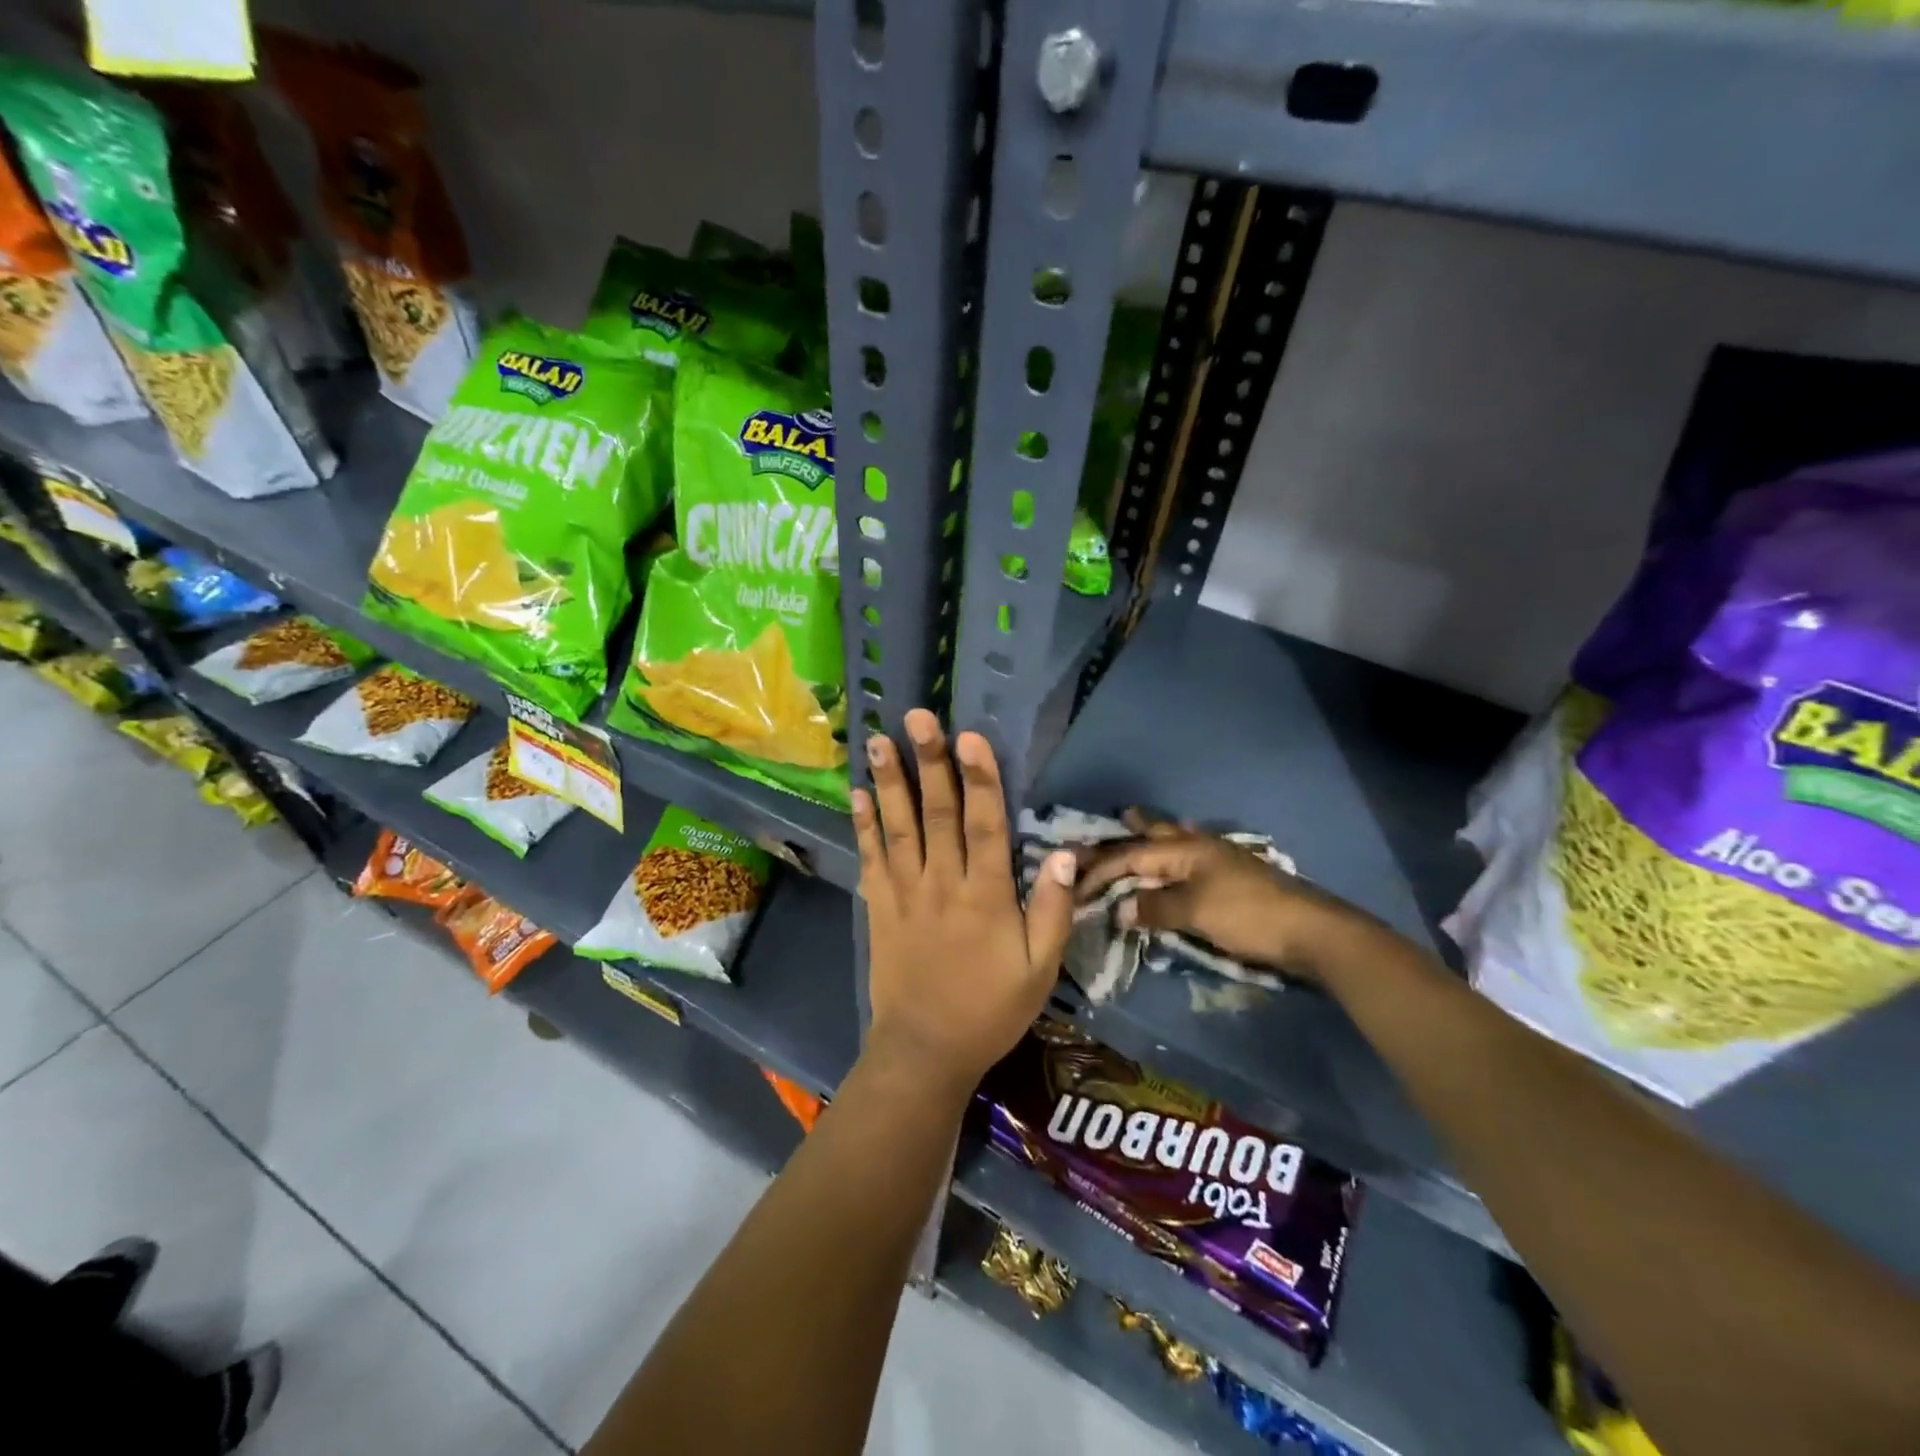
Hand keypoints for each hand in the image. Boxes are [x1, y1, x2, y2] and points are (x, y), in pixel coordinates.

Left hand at [854, 710, 1076, 1093]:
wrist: (925, 1050)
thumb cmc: (991, 1009)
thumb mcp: (1041, 969)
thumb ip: (1055, 910)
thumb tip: (1068, 853)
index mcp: (987, 895)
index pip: (985, 824)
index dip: (979, 778)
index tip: (969, 736)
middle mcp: (943, 882)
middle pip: (937, 812)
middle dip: (930, 761)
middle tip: (917, 717)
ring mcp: (905, 892)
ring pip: (898, 826)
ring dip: (890, 781)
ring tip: (880, 740)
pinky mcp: (880, 906)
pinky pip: (871, 857)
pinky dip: (864, 824)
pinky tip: (857, 793)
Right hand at [1075, 810, 1369, 981]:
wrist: (1311, 932)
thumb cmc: (1248, 916)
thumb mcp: (1195, 912)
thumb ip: (1154, 908)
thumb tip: (1119, 909)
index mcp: (1187, 850)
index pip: (1131, 855)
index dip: (1100, 869)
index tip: (1075, 885)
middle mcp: (1200, 847)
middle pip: (1157, 835)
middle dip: (1133, 828)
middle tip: (1115, 817)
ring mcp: (1219, 860)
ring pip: (1177, 842)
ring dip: (1155, 835)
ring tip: (1139, 824)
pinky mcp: (1232, 878)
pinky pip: (1192, 858)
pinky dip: (1176, 855)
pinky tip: (1182, 856)